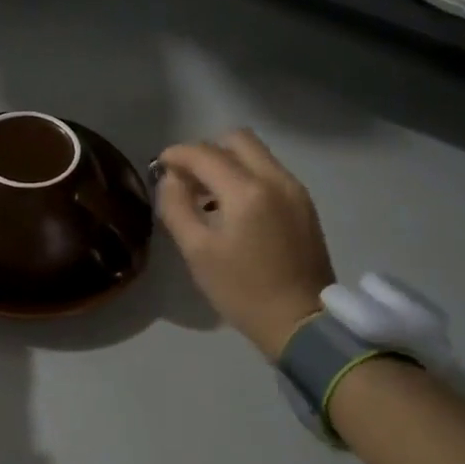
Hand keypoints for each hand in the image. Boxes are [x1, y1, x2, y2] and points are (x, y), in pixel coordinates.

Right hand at [155, 130, 335, 359]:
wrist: (301, 323)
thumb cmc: (242, 291)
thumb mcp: (197, 252)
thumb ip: (176, 207)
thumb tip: (170, 179)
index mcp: (247, 191)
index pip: (204, 153)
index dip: (177, 154)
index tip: (160, 166)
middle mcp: (276, 179)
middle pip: (236, 140)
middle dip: (206, 152)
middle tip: (187, 179)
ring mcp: (295, 190)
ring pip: (256, 154)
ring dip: (227, 163)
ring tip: (207, 196)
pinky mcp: (304, 204)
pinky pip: (270, 173)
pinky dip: (246, 177)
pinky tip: (233, 208)